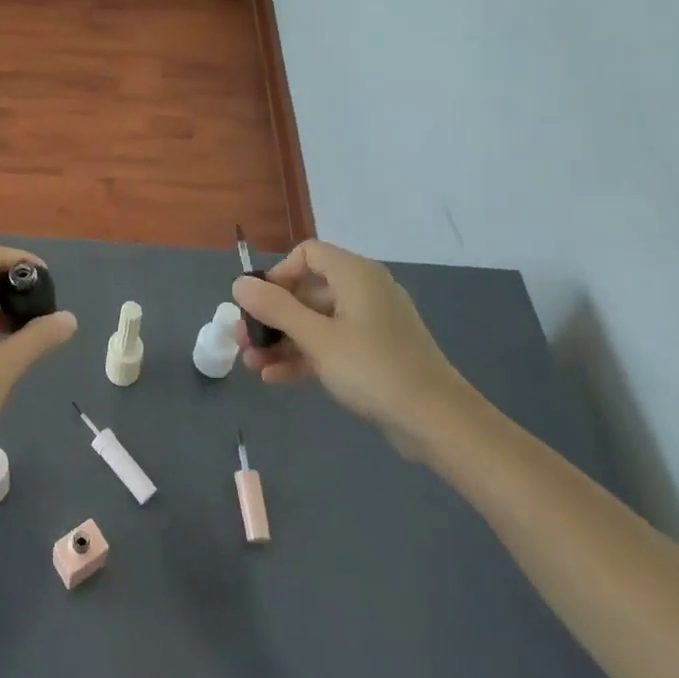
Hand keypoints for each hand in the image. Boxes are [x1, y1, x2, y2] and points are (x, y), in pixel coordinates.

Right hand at [232, 239, 475, 457]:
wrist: (439, 423)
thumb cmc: (373, 369)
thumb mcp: (316, 338)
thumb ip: (275, 308)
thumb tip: (239, 283)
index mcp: (354, 275)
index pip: (307, 254)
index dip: (278, 274)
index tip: (258, 303)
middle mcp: (364, 291)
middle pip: (306, 290)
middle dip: (270, 316)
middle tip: (243, 339)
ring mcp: (371, 324)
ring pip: (315, 322)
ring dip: (282, 340)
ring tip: (251, 364)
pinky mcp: (375, 353)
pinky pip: (331, 344)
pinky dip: (305, 356)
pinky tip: (274, 377)